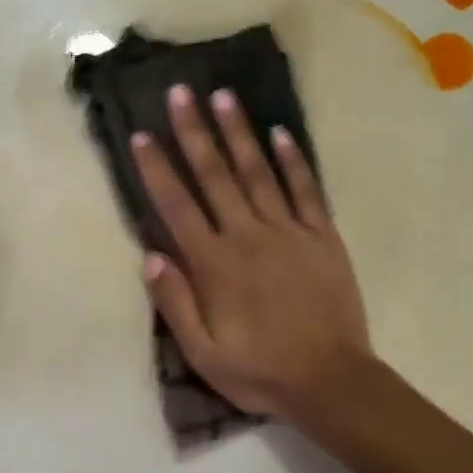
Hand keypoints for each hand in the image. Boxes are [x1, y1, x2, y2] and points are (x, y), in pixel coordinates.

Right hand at [131, 85, 372, 420]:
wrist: (331, 380)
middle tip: (180, 92)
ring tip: (224, 96)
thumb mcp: (203, 353)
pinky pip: (306, 190)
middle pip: (215, 176)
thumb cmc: (260, 371)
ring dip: (239, 133)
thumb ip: (175, 304)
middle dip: (194, 132)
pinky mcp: (322, 237)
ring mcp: (289, 232)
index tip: (141, 135)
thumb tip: (150, 256)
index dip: (156, 169)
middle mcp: (248, 236)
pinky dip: (293, 160)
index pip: (177, 206)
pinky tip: (281, 133)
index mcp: (214, 265)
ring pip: (258, 172)